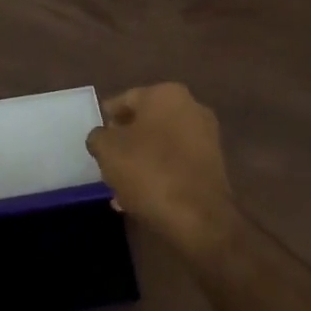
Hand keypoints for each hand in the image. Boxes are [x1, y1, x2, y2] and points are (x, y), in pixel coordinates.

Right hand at [88, 83, 239, 255]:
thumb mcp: (107, 150)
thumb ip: (98, 136)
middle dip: (125, 142)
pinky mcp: (214, 165)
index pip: (124, 100)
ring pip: (161, 145)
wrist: (199, 217)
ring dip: (141, 160)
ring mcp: (206, 137)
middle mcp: (191, 107)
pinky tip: (141, 197)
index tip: (96, 139)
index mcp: (165, 94)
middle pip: (145, 122)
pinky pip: (176, 164)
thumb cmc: (148, 171)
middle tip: (107, 162)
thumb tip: (102, 137)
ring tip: (121, 186)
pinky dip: (159, 174)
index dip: (106, 119)